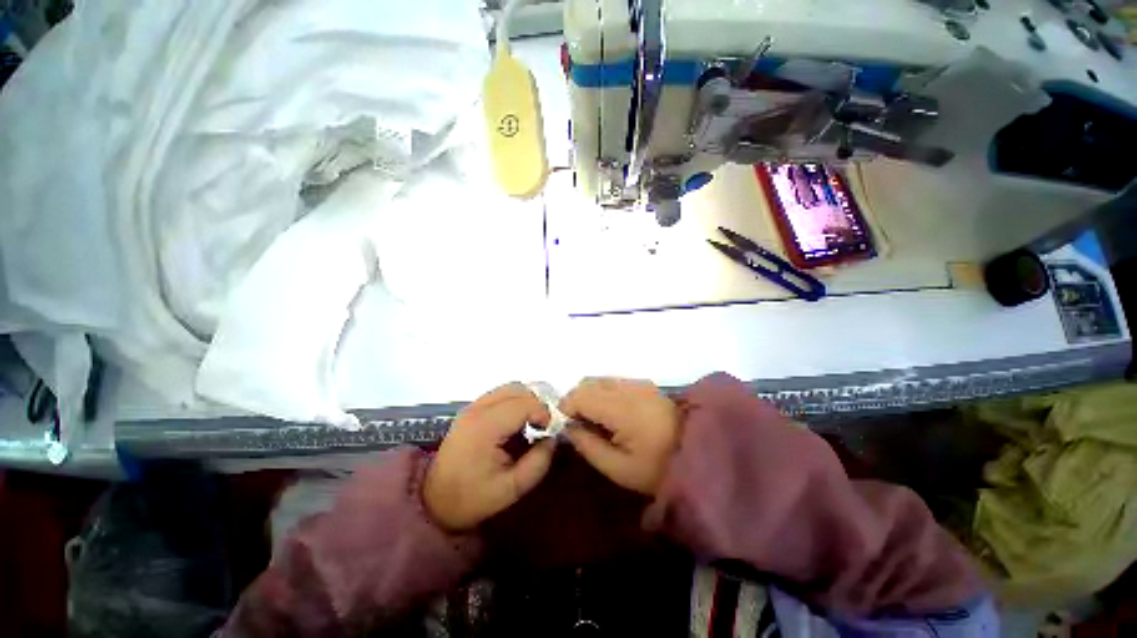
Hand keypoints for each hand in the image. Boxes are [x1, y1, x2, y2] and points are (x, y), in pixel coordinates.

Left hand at [424, 383, 554, 531]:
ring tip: (532, 424)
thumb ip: (538, 463)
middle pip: (518, 389)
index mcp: (485, 427)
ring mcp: (472, 407)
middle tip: (543, 426)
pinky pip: (501, 395)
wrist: (434, 502)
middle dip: (537, 404)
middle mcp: (477, 409)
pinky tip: (517, 424)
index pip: (524, 403)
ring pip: (510, 388)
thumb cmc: (472, 498)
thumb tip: (553, 438)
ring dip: (526, 401)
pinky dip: (515, 403)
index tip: (549, 431)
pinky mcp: (471, 410)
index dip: (543, 413)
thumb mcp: (512, 489)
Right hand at [560, 378, 680, 495]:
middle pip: (587, 383)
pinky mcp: (645, 384)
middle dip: (575, 401)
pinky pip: (613, 381)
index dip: (565, 408)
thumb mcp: (619, 468)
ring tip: (593, 421)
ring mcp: (638, 383)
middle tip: (578, 426)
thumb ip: (588, 446)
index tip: (565, 427)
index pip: (580, 395)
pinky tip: (610, 413)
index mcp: (622, 408)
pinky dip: (602, 393)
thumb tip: (569, 427)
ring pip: (599, 380)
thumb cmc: (658, 467)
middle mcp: (628, 387)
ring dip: (588, 395)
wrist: (699, 454)